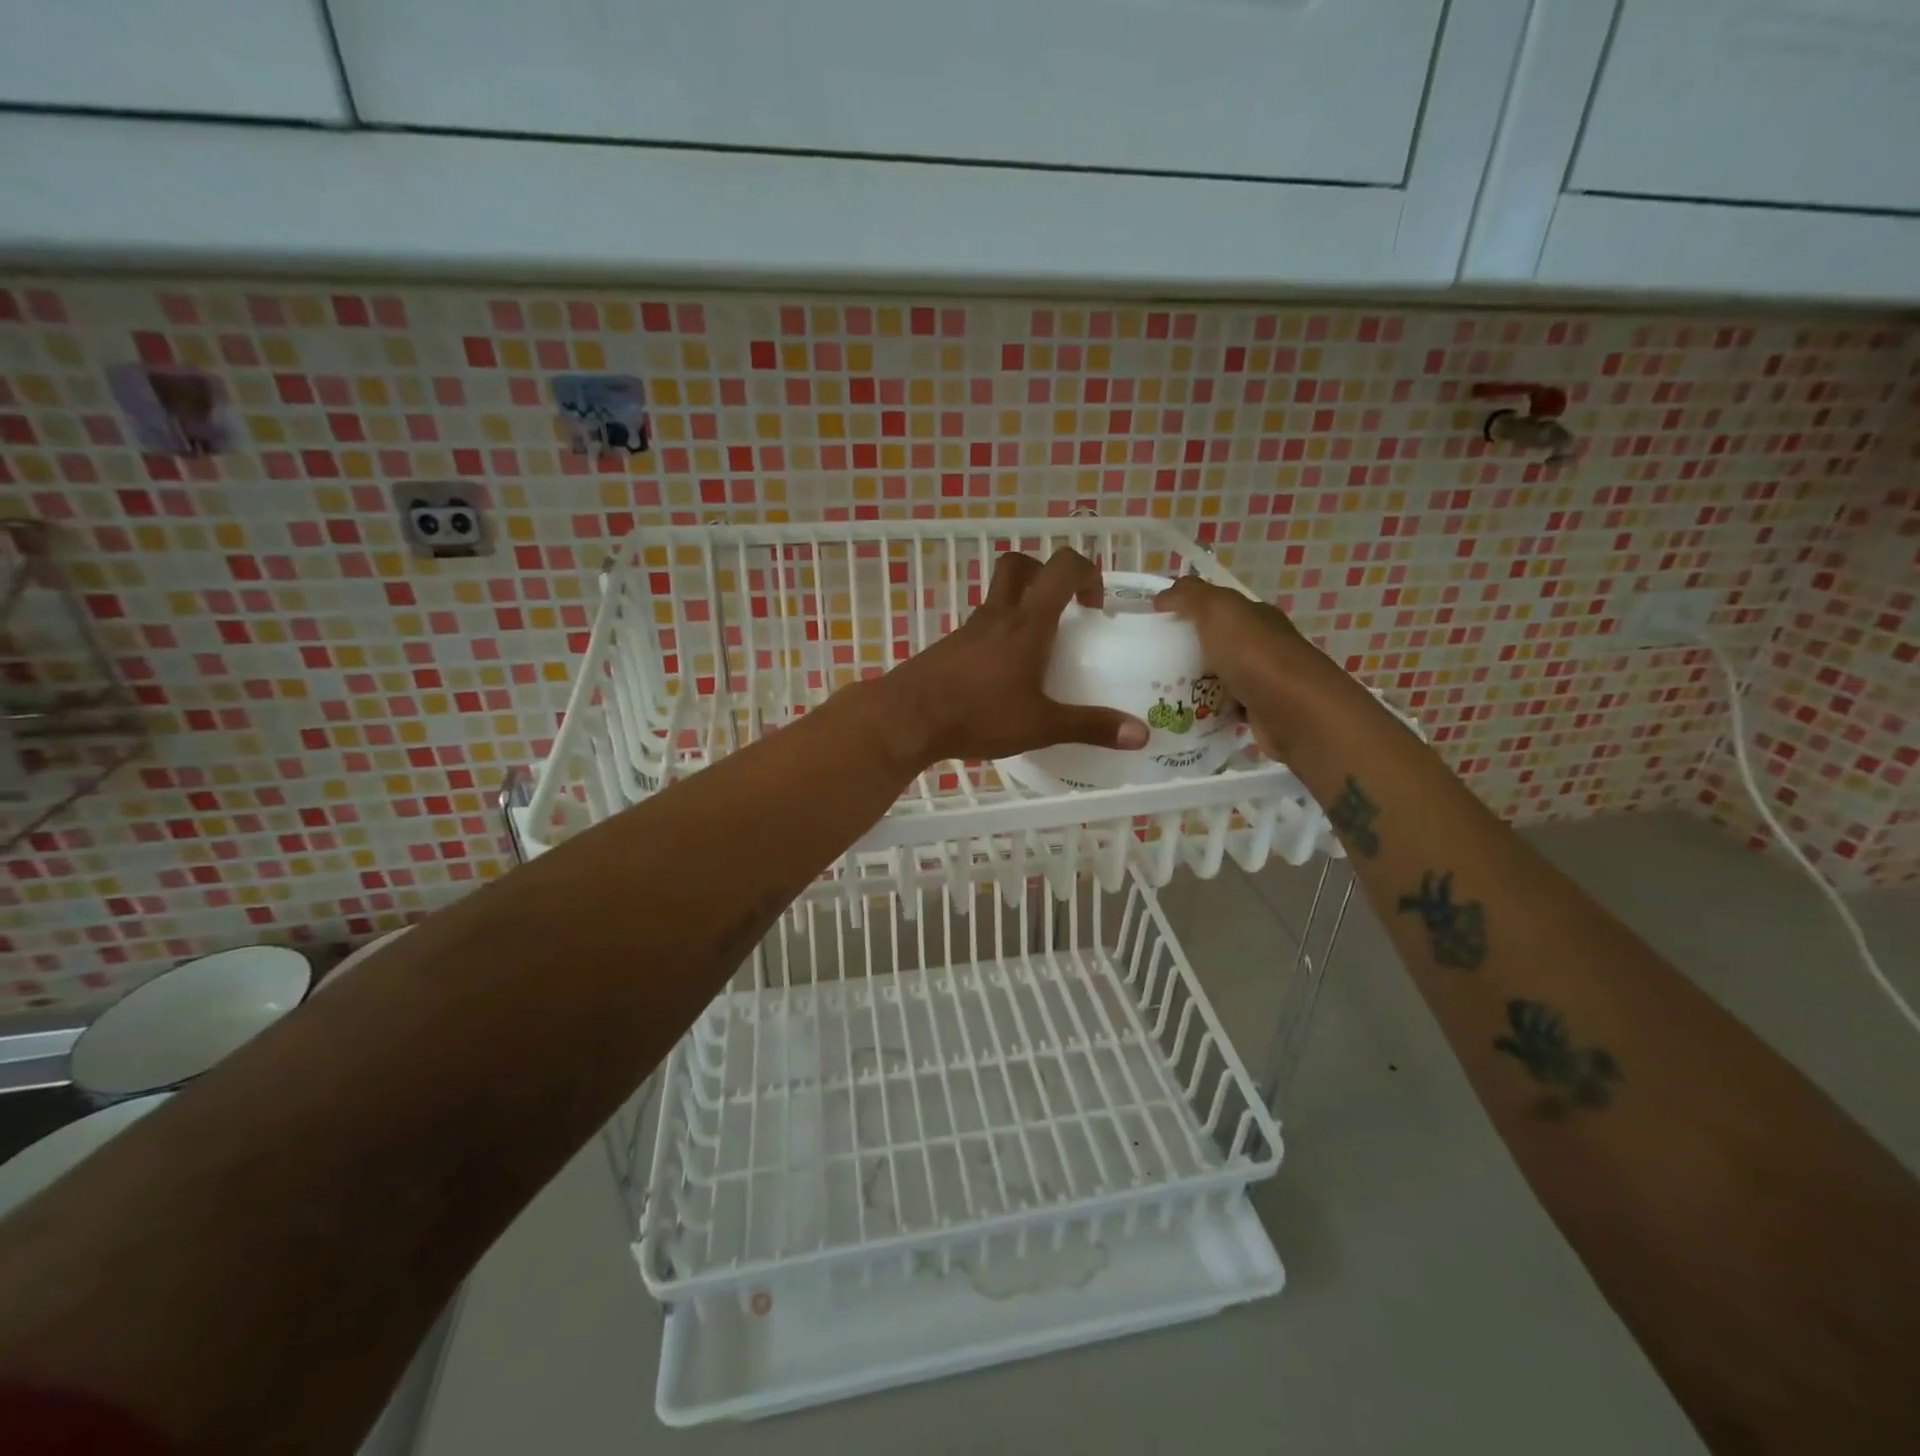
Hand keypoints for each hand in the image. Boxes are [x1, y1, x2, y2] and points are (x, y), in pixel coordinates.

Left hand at [868, 548, 1149, 767]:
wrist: (907, 718)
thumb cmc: (978, 714)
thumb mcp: (1041, 725)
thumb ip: (1091, 727)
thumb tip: (1142, 734)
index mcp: (1027, 623)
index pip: (1062, 567)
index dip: (1087, 572)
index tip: (1095, 606)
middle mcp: (997, 616)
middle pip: (1019, 566)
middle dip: (1045, 575)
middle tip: (1062, 610)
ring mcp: (968, 631)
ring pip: (997, 598)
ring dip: (1020, 609)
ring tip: (1037, 654)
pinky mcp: (948, 649)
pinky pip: (980, 629)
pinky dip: (997, 639)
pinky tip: (1002, 679)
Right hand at [1154, 575, 1328, 757]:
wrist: (1295, 712)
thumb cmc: (1255, 655)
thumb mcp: (1217, 610)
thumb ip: (1189, 596)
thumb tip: (1162, 597)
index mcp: (1255, 617)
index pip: (1219, 608)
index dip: (1188, 612)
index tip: (1154, 626)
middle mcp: (1263, 645)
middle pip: (1217, 644)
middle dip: (1187, 652)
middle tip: (1149, 664)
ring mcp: (1263, 681)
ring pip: (1219, 678)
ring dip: (1195, 685)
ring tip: (1159, 694)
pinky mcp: (1259, 713)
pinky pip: (1225, 709)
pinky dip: (1207, 713)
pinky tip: (1184, 717)